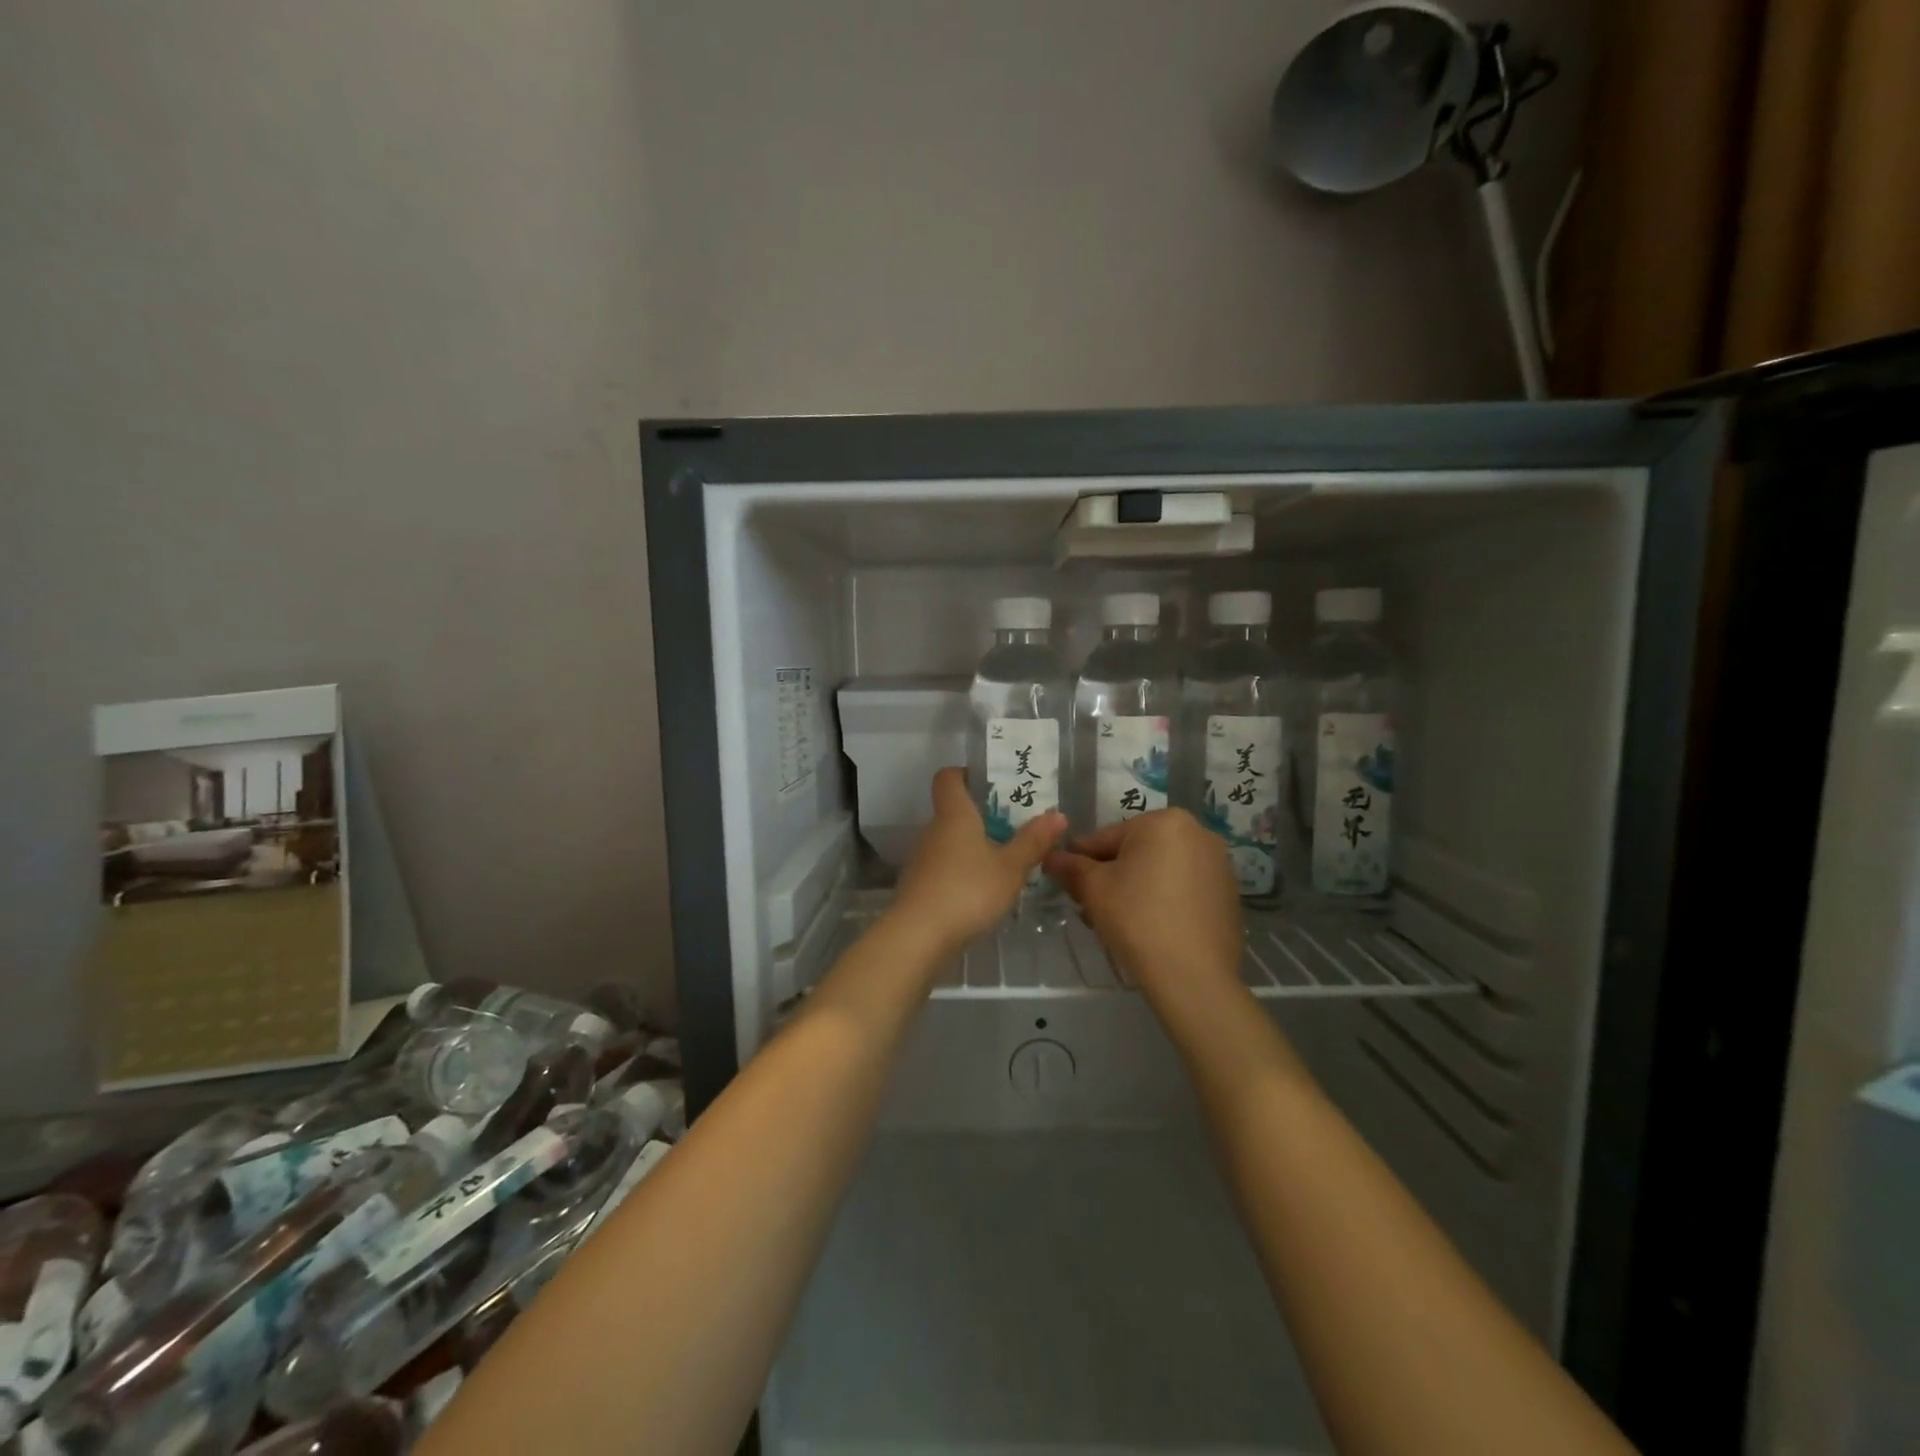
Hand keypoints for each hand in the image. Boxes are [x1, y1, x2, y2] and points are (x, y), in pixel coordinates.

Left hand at [891, 769, 1065, 957]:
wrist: (917, 936)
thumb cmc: (968, 890)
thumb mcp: (1010, 867)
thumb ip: (1033, 841)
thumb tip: (1057, 813)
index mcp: (955, 815)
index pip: (949, 777)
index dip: (966, 774)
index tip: (991, 784)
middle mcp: (933, 830)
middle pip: (954, 812)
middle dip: (982, 818)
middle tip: (1015, 829)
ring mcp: (922, 859)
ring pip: (950, 842)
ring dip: (973, 848)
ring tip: (1004, 864)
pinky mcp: (919, 886)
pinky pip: (944, 868)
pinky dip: (962, 873)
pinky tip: (982, 893)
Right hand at [1044, 809, 1243, 1007]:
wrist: (1193, 978)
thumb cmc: (1137, 920)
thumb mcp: (1093, 889)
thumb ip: (1070, 867)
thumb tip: (1051, 856)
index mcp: (1165, 821)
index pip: (1106, 837)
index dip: (1080, 862)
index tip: (1067, 885)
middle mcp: (1198, 833)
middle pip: (1135, 852)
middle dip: (1110, 877)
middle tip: (1090, 908)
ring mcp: (1218, 864)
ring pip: (1159, 870)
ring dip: (1134, 889)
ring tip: (1115, 923)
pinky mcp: (1228, 894)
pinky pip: (1182, 888)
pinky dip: (1163, 900)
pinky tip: (1149, 929)